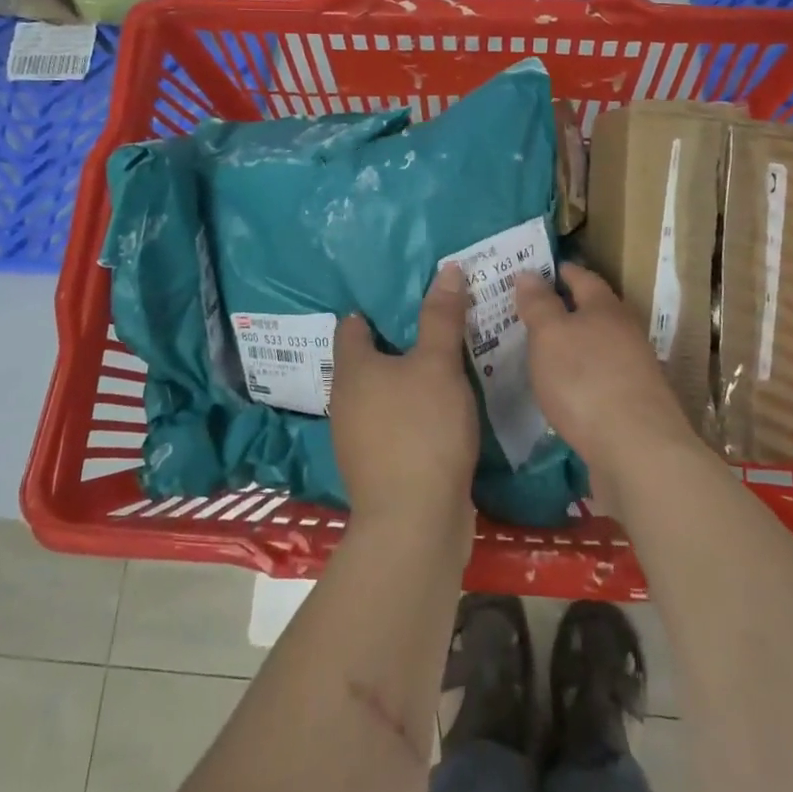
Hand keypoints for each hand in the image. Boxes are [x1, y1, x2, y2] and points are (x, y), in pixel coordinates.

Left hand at [331, 264, 479, 537]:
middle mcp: (345, 401)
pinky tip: (439, 413)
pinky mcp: (376, 468)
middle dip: (394, 345)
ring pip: (379, 396)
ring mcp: (356, 439)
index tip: (403, 298)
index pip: (352, 326)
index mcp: (352, 369)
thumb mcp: (438, 365)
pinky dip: (410, 413)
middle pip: (365, 362)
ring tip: (442, 366)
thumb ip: (441, 317)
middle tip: (432, 326)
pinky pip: (392, 425)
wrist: (414, 522)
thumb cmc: (421, 429)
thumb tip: (447, 269)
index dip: (373, 310)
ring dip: (404, 382)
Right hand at [515, 264, 698, 494]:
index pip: (583, 277)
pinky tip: (564, 390)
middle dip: (566, 309)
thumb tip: (529, 273)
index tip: (538, 269)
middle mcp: (625, 333)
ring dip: (574, 345)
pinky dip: (581, 377)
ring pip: (599, 346)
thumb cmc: (586, 380)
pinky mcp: (633, 406)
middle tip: (532, 310)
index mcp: (606, 308)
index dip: (560, 271)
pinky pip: (601, 379)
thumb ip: (539, 304)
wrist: (638, 451)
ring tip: (543, 351)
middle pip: (595, 311)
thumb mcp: (550, 335)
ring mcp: (634, 371)